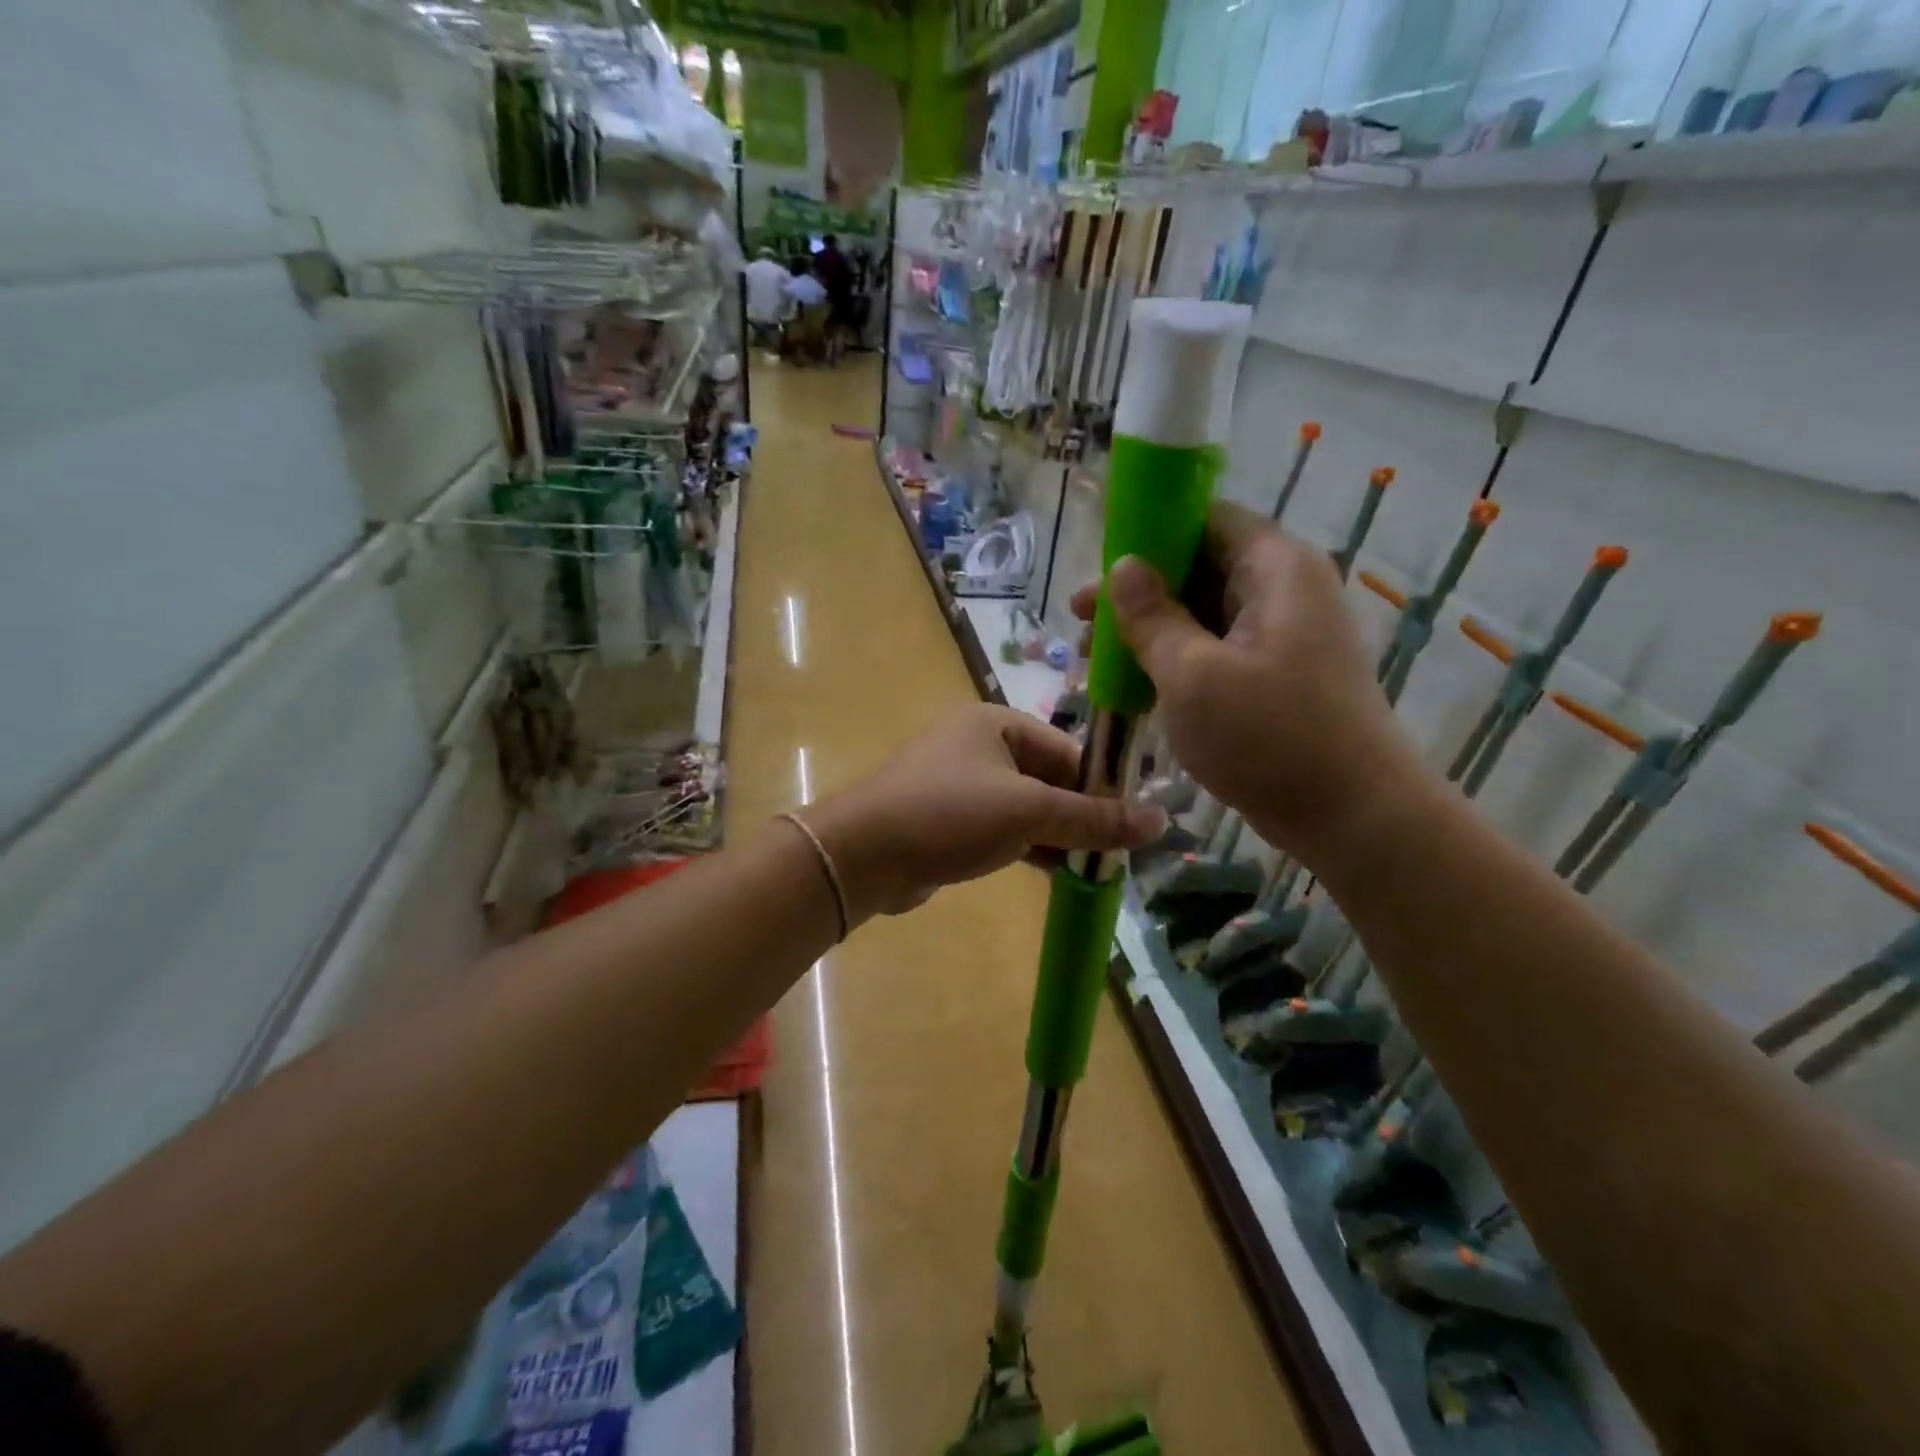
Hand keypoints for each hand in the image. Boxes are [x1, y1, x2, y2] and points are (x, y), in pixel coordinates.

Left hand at [804, 704, 1165, 920]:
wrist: (864, 855)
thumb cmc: (949, 814)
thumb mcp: (1029, 812)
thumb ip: (1094, 818)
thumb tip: (1162, 821)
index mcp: (998, 723)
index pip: (1068, 751)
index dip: (1102, 788)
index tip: (1131, 826)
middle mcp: (979, 745)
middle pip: (1049, 779)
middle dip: (1081, 816)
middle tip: (1116, 854)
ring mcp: (961, 783)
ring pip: (1027, 807)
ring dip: (1058, 836)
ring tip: (1095, 868)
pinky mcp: (950, 819)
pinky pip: (1003, 827)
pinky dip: (1030, 846)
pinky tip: (1058, 873)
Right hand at [1072, 502, 1423, 857]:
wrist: (1353, 817)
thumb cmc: (1268, 737)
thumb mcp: (1191, 674)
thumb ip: (1151, 616)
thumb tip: (1122, 566)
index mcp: (1274, 568)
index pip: (1204, 519)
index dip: (1147, 535)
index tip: (1099, 570)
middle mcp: (1285, 588)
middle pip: (1199, 566)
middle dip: (1138, 592)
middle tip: (1081, 624)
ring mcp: (1284, 633)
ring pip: (1204, 612)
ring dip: (1151, 631)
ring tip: (1096, 661)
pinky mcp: (1279, 673)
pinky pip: (1218, 649)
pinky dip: (1176, 660)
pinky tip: (1135, 686)